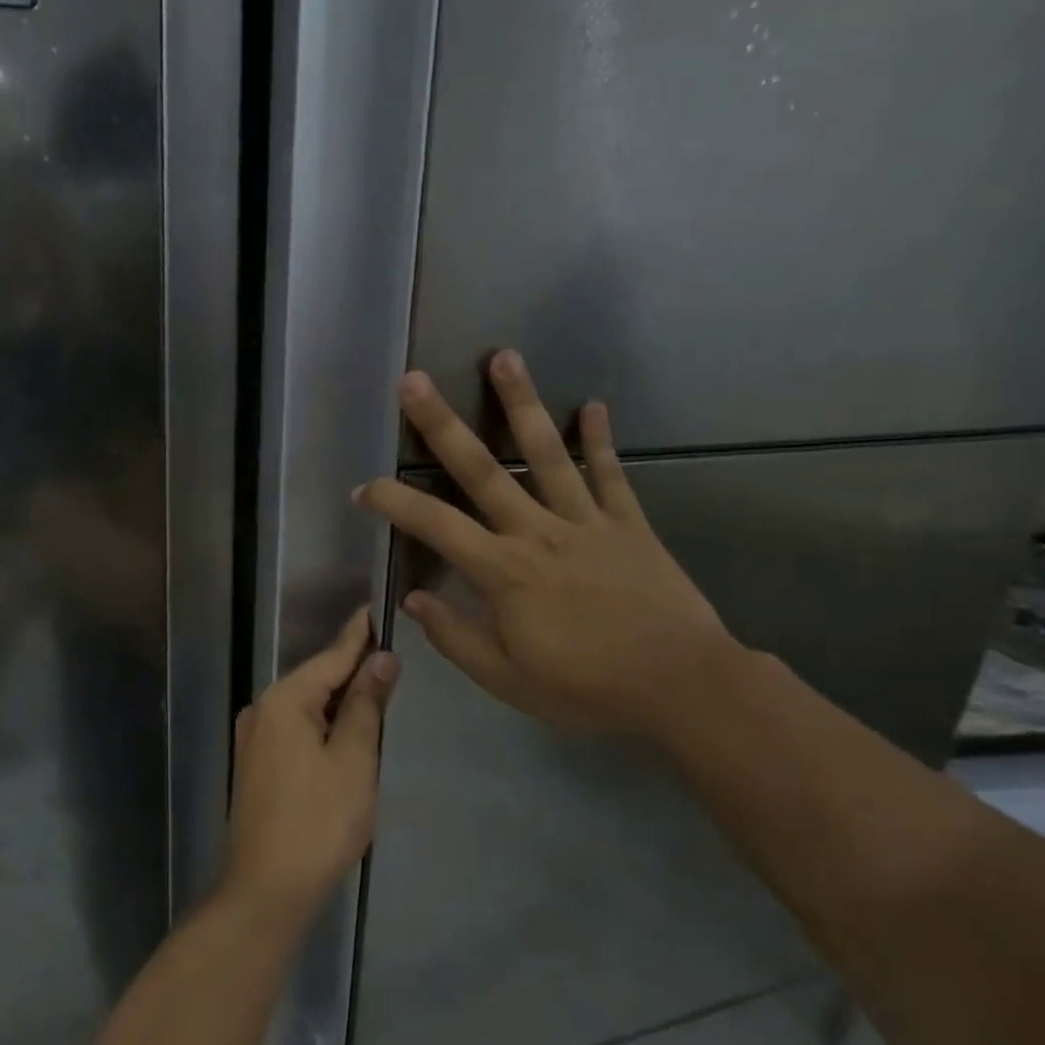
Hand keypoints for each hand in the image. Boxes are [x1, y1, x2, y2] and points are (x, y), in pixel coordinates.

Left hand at [222, 609, 399, 923]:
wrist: (266, 889)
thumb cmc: (318, 821)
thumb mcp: (354, 759)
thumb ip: (366, 704)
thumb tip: (382, 659)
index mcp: (284, 701)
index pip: (331, 657)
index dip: (358, 636)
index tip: (375, 609)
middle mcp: (262, 710)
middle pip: (316, 680)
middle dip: (351, 669)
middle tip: (389, 653)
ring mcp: (254, 738)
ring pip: (305, 706)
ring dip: (339, 700)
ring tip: (376, 687)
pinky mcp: (255, 764)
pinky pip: (295, 728)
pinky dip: (323, 723)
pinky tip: (344, 730)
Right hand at [355, 351, 739, 741]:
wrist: (682, 686)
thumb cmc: (586, 688)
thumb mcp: (507, 679)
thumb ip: (455, 637)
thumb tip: (412, 600)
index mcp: (502, 571)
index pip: (433, 524)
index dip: (392, 502)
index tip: (363, 488)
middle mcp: (537, 532)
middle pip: (481, 469)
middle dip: (442, 424)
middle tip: (415, 380)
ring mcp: (585, 521)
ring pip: (546, 454)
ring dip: (522, 404)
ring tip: (504, 357)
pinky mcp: (628, 524)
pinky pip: (609, 475)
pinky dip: (599, 440)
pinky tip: (592, 405)